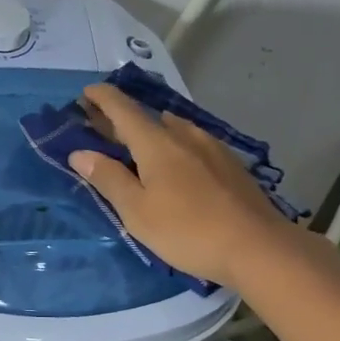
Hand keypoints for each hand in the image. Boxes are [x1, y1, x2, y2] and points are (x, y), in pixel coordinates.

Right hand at [67, 83, 296, 288]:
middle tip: (100, 125)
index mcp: (156, 142)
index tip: (85, 93)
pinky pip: (191, 143)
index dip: (101, 97)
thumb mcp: (137, 212)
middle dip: (120, 118)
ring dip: (150, 131)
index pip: (122, 108)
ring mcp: (211, 147)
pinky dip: (173, 145)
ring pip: (173, 129)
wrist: (259, 248)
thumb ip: (108, 179)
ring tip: (137, 144)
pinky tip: (176, 162)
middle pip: (145, 117)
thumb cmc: (188, 230)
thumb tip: (80, 153)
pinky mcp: (230, 164)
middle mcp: (183, 135)